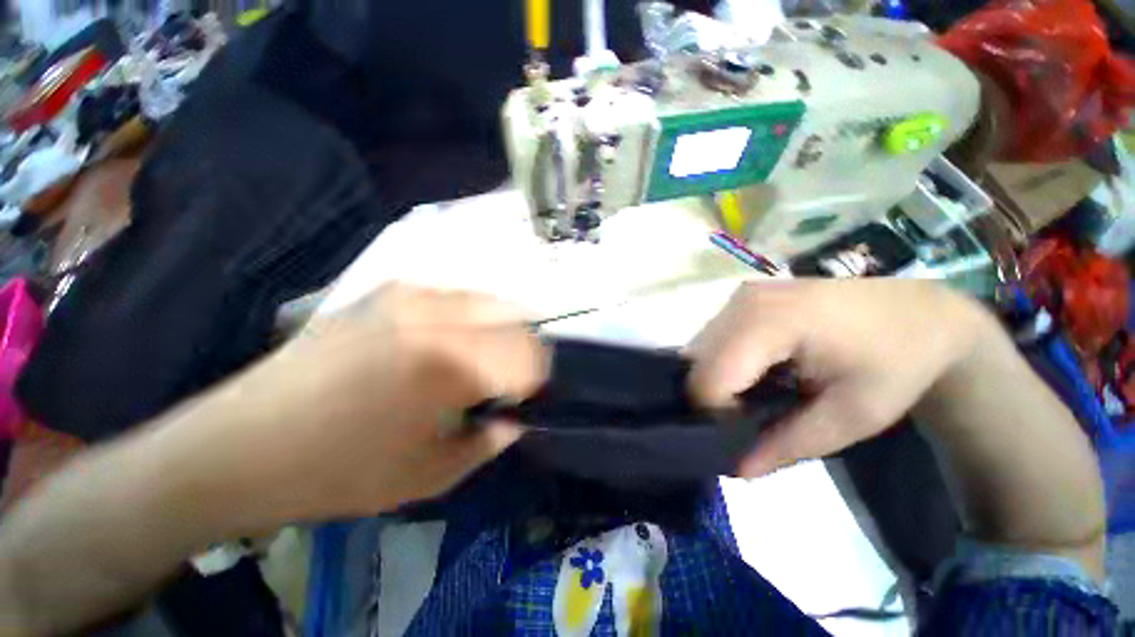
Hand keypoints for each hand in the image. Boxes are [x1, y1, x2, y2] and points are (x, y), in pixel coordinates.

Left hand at [183, 284, 548, 522]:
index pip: (527, 355)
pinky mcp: (387, 292)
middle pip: (515, 318)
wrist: (242, 445)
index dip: (536, 376)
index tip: (527, 394)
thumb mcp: (429, 476)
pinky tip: (451, 338)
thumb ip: (487, 442)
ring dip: (499, 327)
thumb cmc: (339, 472)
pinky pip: (453, 295)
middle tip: (511, 377)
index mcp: (451, 365)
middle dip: (523, 349)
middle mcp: (438, 318)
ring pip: (488, 299)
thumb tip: (514, 420)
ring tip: (485, 357)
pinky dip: (470, 314)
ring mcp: (410, 297)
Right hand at [688, 279, 993, 476]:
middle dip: (716, 398)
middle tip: (756, 416)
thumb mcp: (853, 417)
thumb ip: (789, 445)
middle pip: (698, 364)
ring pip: (700, 352)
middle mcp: (742, 302)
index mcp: (770, 322)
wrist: (920, 313)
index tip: (753, 432)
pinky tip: (757, 370)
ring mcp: (739, 295)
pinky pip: (713, 339)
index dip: (720, 415)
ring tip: (759, 393)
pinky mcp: (742, 298)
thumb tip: (737, 469)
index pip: (710, 379)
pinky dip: (723, 363)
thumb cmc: (897, 364)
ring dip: (718, 380)